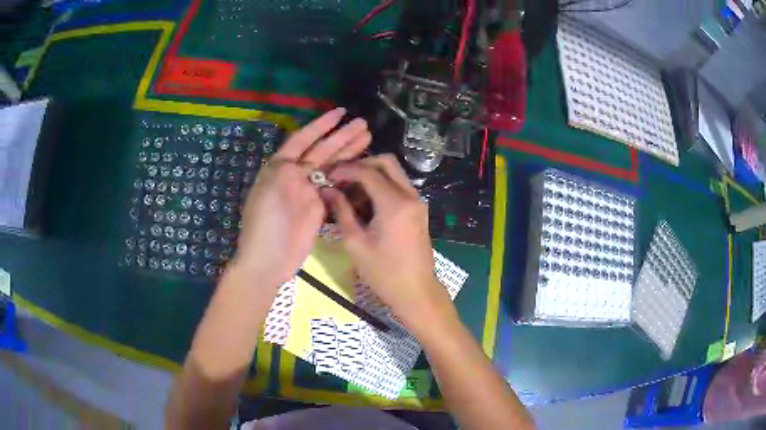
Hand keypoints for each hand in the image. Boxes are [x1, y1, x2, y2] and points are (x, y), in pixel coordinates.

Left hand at [232, 108, 370, 287]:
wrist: (268, 259)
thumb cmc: (265, 224)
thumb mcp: (271, 190)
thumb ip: (289, 170)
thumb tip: (305, 160)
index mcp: (280, 166)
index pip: (303, 139)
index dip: (321, 125)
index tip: (341, 111)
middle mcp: (295, 175)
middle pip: (321, 150)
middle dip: (341, 136)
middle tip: (364, 124)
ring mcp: (308, 192)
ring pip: (331, 166)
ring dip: (348, 151)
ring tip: (368, 137)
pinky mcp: (318, 208)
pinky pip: (335, 186)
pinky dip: (347, 175)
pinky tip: (361, 166)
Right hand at [324, 155, 453, 329]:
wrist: (416, 291)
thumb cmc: (384, 272)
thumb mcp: (355, 243)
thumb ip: (341, 211)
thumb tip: (328, 191)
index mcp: (395, 203)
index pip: (368, 172)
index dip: (345, 170)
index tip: (328, 175)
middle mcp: (410, 196)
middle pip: (387, 162)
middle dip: (362, 165)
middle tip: (341, 179)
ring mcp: (417, 202)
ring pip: (394, 173)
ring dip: (371, 175)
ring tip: (349, 193)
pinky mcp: (418, 210)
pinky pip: (399, 187)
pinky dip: (381, 187)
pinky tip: (364, 204)